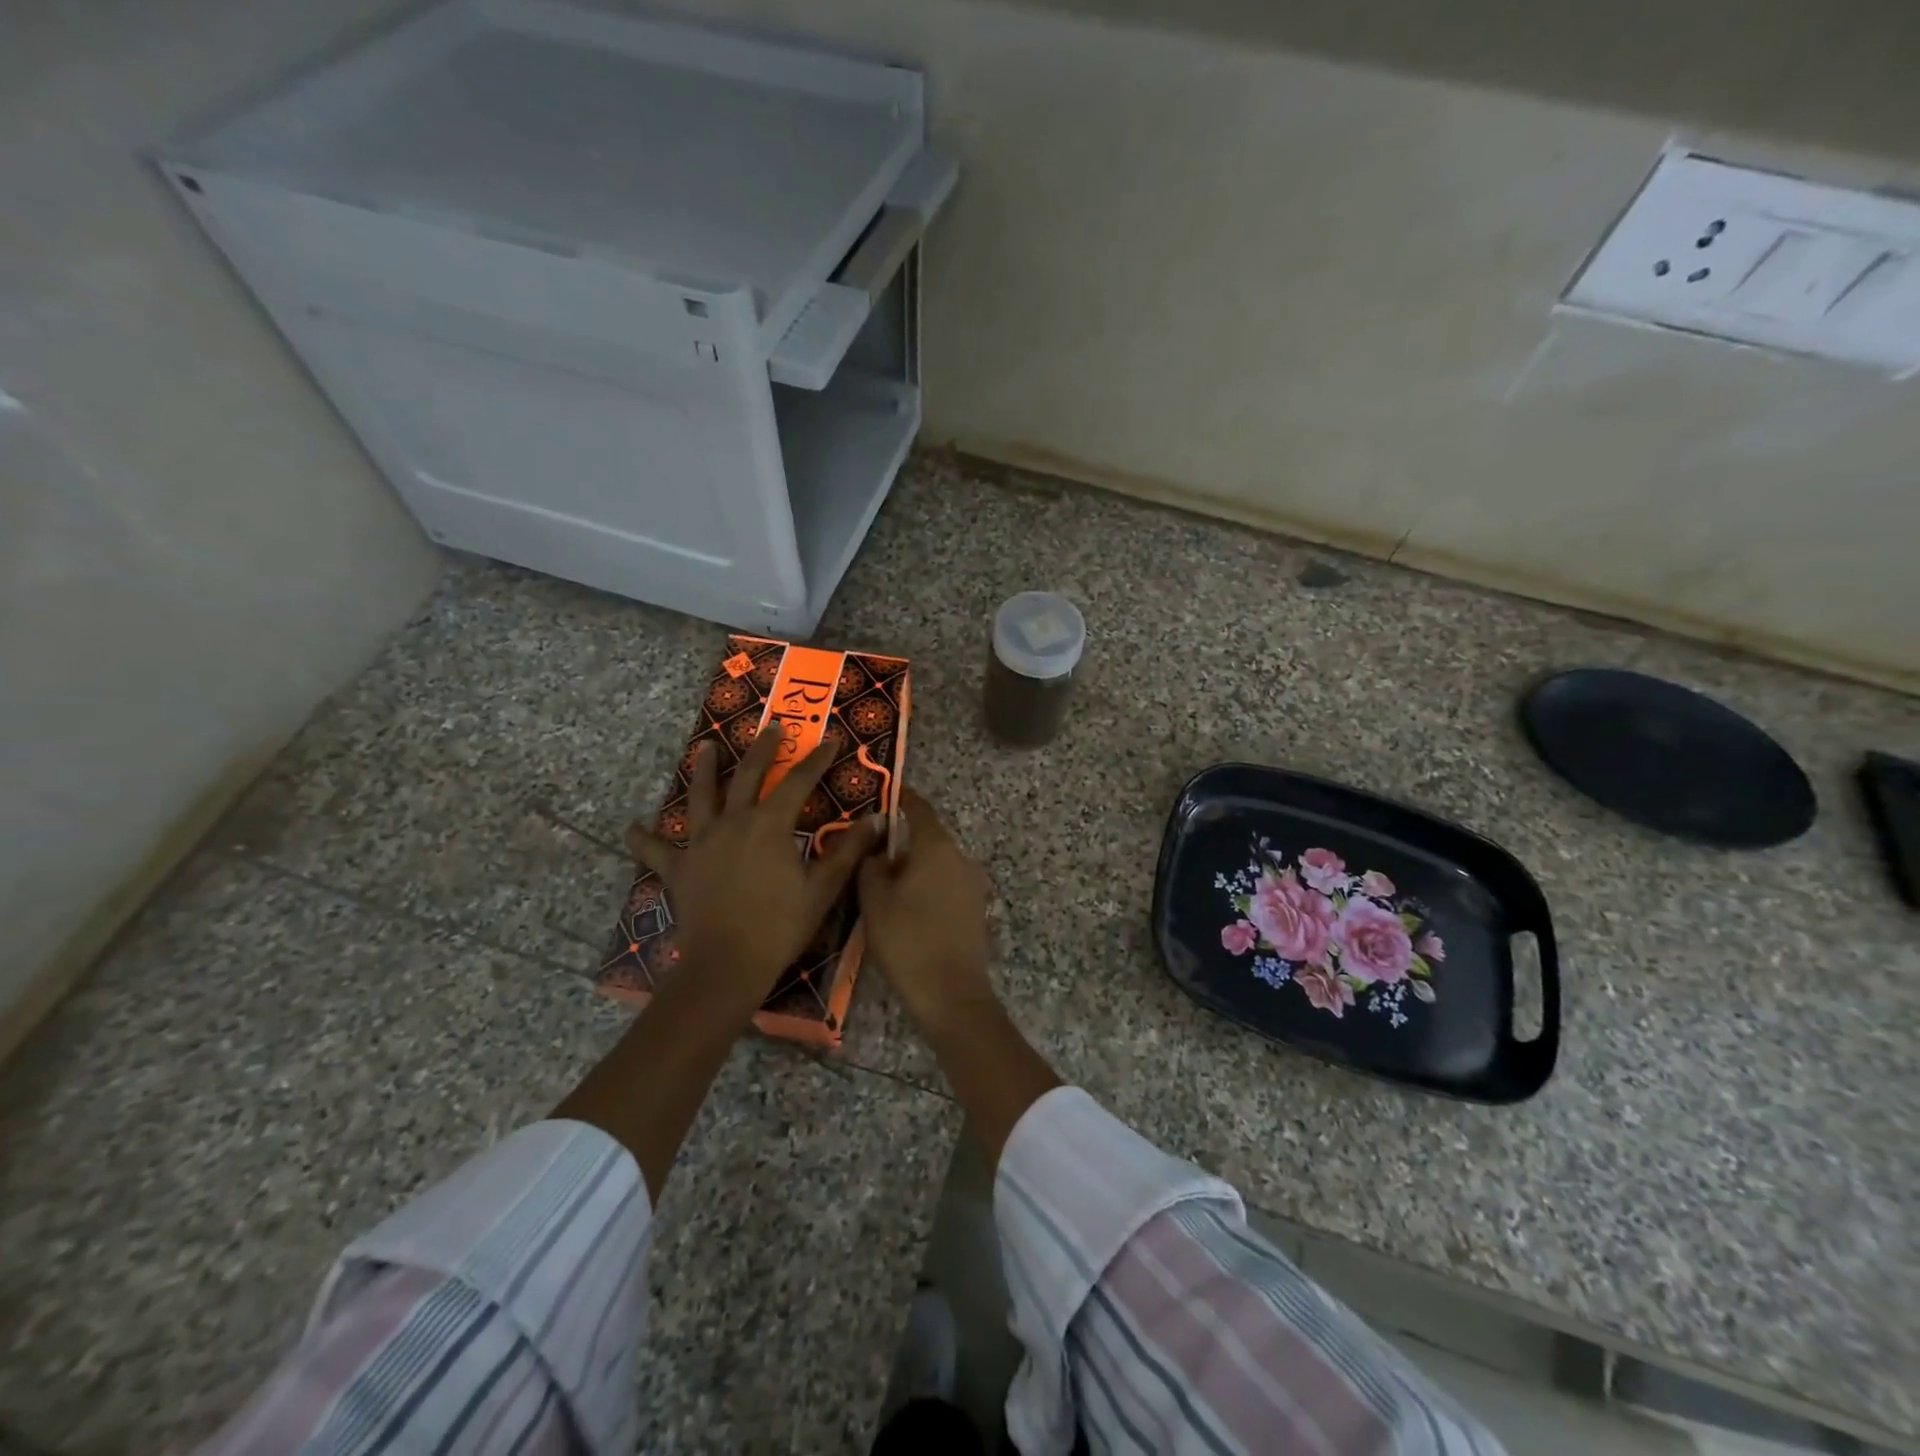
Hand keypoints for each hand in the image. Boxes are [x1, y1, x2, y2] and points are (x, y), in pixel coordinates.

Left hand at [627, 723, 881, 1009]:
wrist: (727, 964)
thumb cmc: (780, 926)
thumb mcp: (823, 887)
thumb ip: (849, 850)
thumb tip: (878, 819)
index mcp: (769, 824)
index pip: (798, 781)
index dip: (816, 760)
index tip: (830, 740)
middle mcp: (733, 822)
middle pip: (747, 775)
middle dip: (762, 749)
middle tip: (771, 727)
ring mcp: (701, 843)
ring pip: (700, 797)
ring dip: (703, 770)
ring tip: (704, 747)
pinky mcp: (678, 868)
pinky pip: (656, 849)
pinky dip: (643, 837)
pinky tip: (632, 827)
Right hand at [857, 790, 995, 1033]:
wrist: (951, 994)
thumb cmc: (907, 940)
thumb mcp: (874, 900)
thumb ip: (871, 865)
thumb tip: (877, 850)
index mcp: (937, 847)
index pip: (920, 809)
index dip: (902, 798)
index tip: (886, 793)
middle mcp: (961, 858)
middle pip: (929, 838)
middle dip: (903, 840)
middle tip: (872, 850)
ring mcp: (973, 884)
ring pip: (938, 864)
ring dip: (915, 867)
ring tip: (885, 883)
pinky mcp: (976, 909)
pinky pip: (947, 885)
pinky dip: (928, 886)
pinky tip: (908, 906)